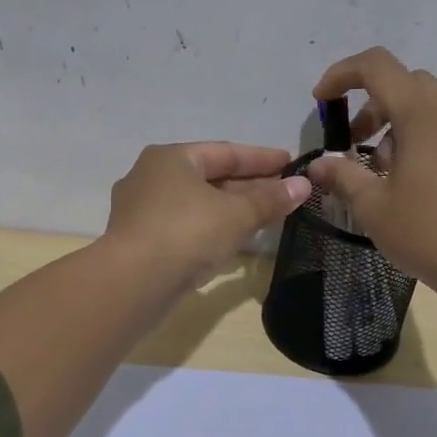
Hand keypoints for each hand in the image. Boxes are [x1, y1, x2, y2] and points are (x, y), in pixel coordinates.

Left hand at [104, 142, 311, 291]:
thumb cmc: (186, 233)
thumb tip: (303, 185)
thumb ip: (270, 200)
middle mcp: (150, 177)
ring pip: (197, 204)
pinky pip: (185, 227)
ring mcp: (141, 211)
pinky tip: (233, 240)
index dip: (262, 159)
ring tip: (265, 217)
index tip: (291, 163)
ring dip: (231, 209)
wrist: (132, 283)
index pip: (225, 152)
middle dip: (248, 186)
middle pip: (209, 177)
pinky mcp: (140, 242)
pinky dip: (211, 229)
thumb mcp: (236, 215)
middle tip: (284, 193)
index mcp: (170, 158)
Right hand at [307, 47, 436, 298]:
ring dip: (395, 120)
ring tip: (381, 168)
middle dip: (370, 102)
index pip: (377, 66)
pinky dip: (419, 134)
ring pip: (427, 103)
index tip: (321, 103)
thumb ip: (342, 176)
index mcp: (421, 114)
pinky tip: (410, 179)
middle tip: (353, 141)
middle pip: (404, 81)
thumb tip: (318, 166)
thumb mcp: (373, 206)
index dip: (342, 74)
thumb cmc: (428, 232)